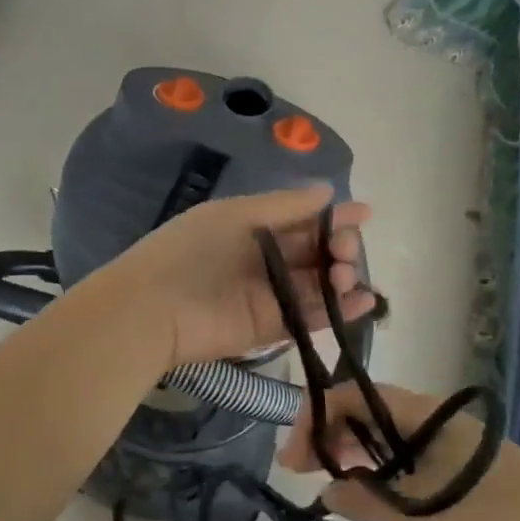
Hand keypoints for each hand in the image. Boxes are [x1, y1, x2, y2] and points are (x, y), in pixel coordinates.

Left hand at [103, 184, 375, 369]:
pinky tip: (364, 301)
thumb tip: (327, 192)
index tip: (364, 214)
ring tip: (348, 277)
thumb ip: (285, 206)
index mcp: (252, 226)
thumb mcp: (237, 215)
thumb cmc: (193, 250)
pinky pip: (311, 317)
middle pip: (314, 252)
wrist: (155, 309)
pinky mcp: (271, 328)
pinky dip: (339, 311)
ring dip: (341, 279)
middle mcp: (263, 259)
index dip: (332, 216)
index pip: (301, 219)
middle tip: (346, 252)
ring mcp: (268, 295)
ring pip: (317, 285)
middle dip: (339, 248)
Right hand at [280, 381, 519, 520]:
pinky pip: (407, 456)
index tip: (294, 458)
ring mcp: (450, 443)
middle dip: (331, 435)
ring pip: (386, 435)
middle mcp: (433, 418)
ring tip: (333, 484)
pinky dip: (381, 469)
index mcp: (424, 414)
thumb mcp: (431, 513)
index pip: (353, 396)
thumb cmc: (505, 519)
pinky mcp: (462, 468)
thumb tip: (324, 492)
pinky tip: (374, 494)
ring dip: (355, 452)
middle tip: (308, 474)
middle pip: (367, 412)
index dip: (316, 417)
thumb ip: (373, 501)